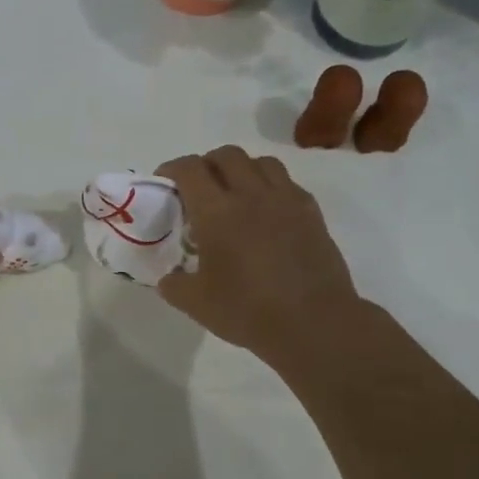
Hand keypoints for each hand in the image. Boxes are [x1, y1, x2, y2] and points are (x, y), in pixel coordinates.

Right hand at [155, 146, 362, 364]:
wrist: (314, 323)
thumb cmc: (248, 311)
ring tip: (234, 193)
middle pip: (226, 155)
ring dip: (242, 169)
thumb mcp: (196, 303)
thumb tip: (169, 277)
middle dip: (206, 163)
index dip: (172, 168)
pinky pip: (287, 183)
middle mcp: (251, 195)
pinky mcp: (311, 213)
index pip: (189, 169)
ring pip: (261, 162)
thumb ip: (174, 284)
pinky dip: (270, 186)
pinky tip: (266, 212)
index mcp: (216, 212)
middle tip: (198, 187)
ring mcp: (286, 200)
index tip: (164, 182)